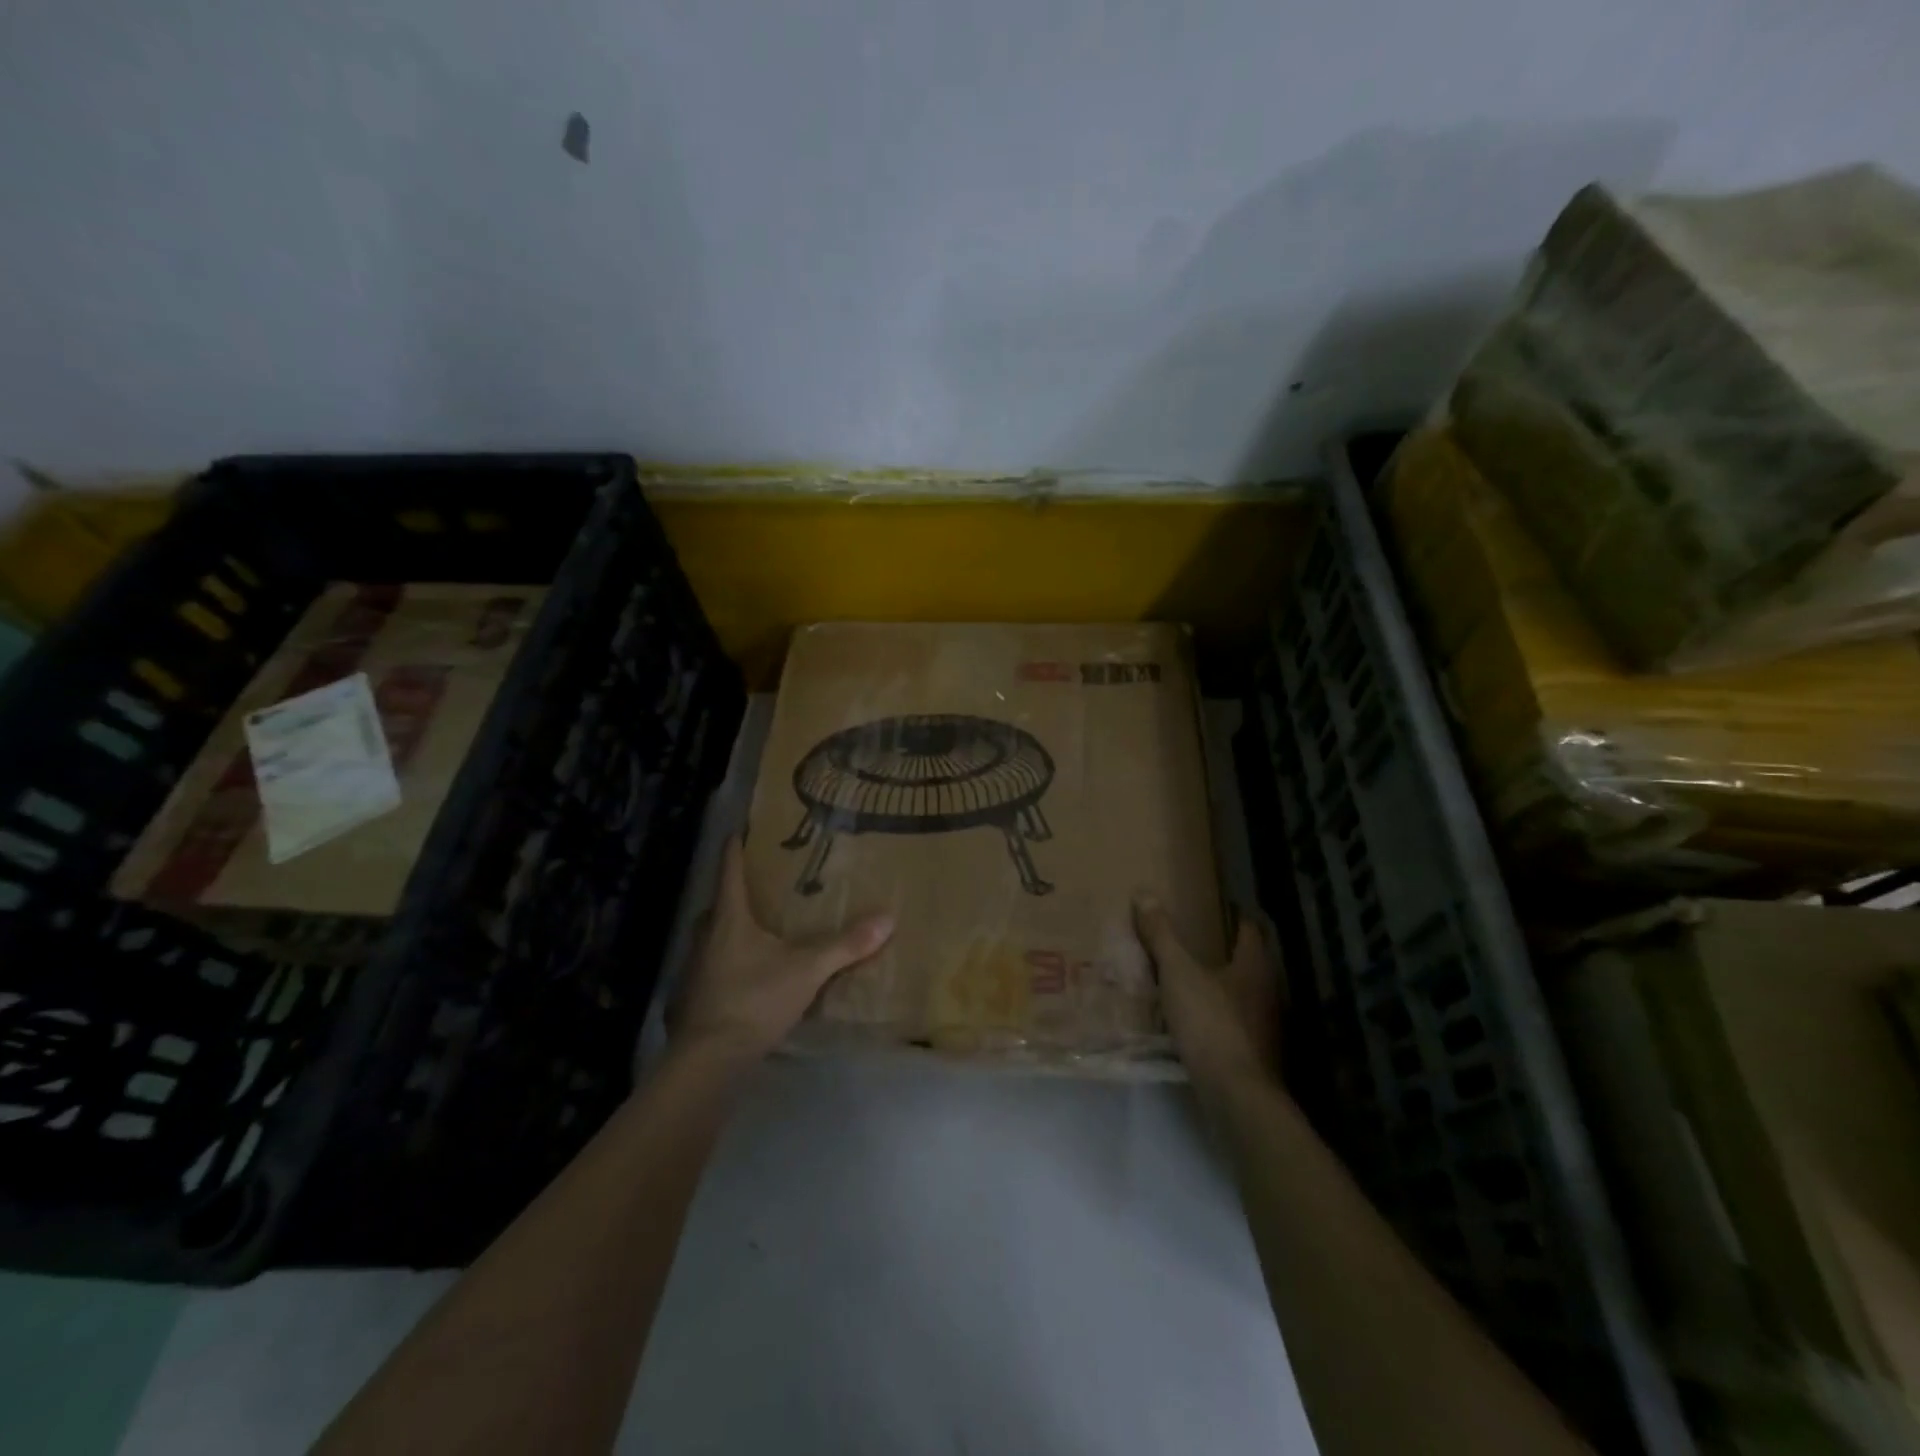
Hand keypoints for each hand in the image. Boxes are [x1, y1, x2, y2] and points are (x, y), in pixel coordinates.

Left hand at [676, 838, 894, 1061]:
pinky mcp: (694, 995)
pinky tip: (749, 970)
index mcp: (730, 918)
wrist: (709, 1057)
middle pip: (720, 903)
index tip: (739, 831)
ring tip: (760, 926)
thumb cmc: (754, 999)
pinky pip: (714, 963)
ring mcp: (696, 966)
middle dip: (737, 892)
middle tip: (762, 884)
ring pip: (715, 934)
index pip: (730, 871)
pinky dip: (730, 958)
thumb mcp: (807, 970)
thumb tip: (887, 918)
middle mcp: (707, 935)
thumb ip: (845, 945)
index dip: (735, 849)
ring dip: (733, 927)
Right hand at [1133, 895, 1280, 1091]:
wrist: (1236, 1095)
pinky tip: (1194, 1020)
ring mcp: (1263, 1027)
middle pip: (1247, 963)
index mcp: (1254, 967)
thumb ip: (1162, 936)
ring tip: (1189, 979)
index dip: (1236, 917)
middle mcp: (1266, 993)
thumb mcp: (1178, 973)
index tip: (1219, 907)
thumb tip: (1144, 893)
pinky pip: (1233, 1024)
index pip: (1250, 931)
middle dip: (1225, 952)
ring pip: (1241, 995)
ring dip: (1220, 986)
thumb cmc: (1211, 1023)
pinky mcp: (1253, 1055)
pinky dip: (1216, 1016)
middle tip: (1195, 940)